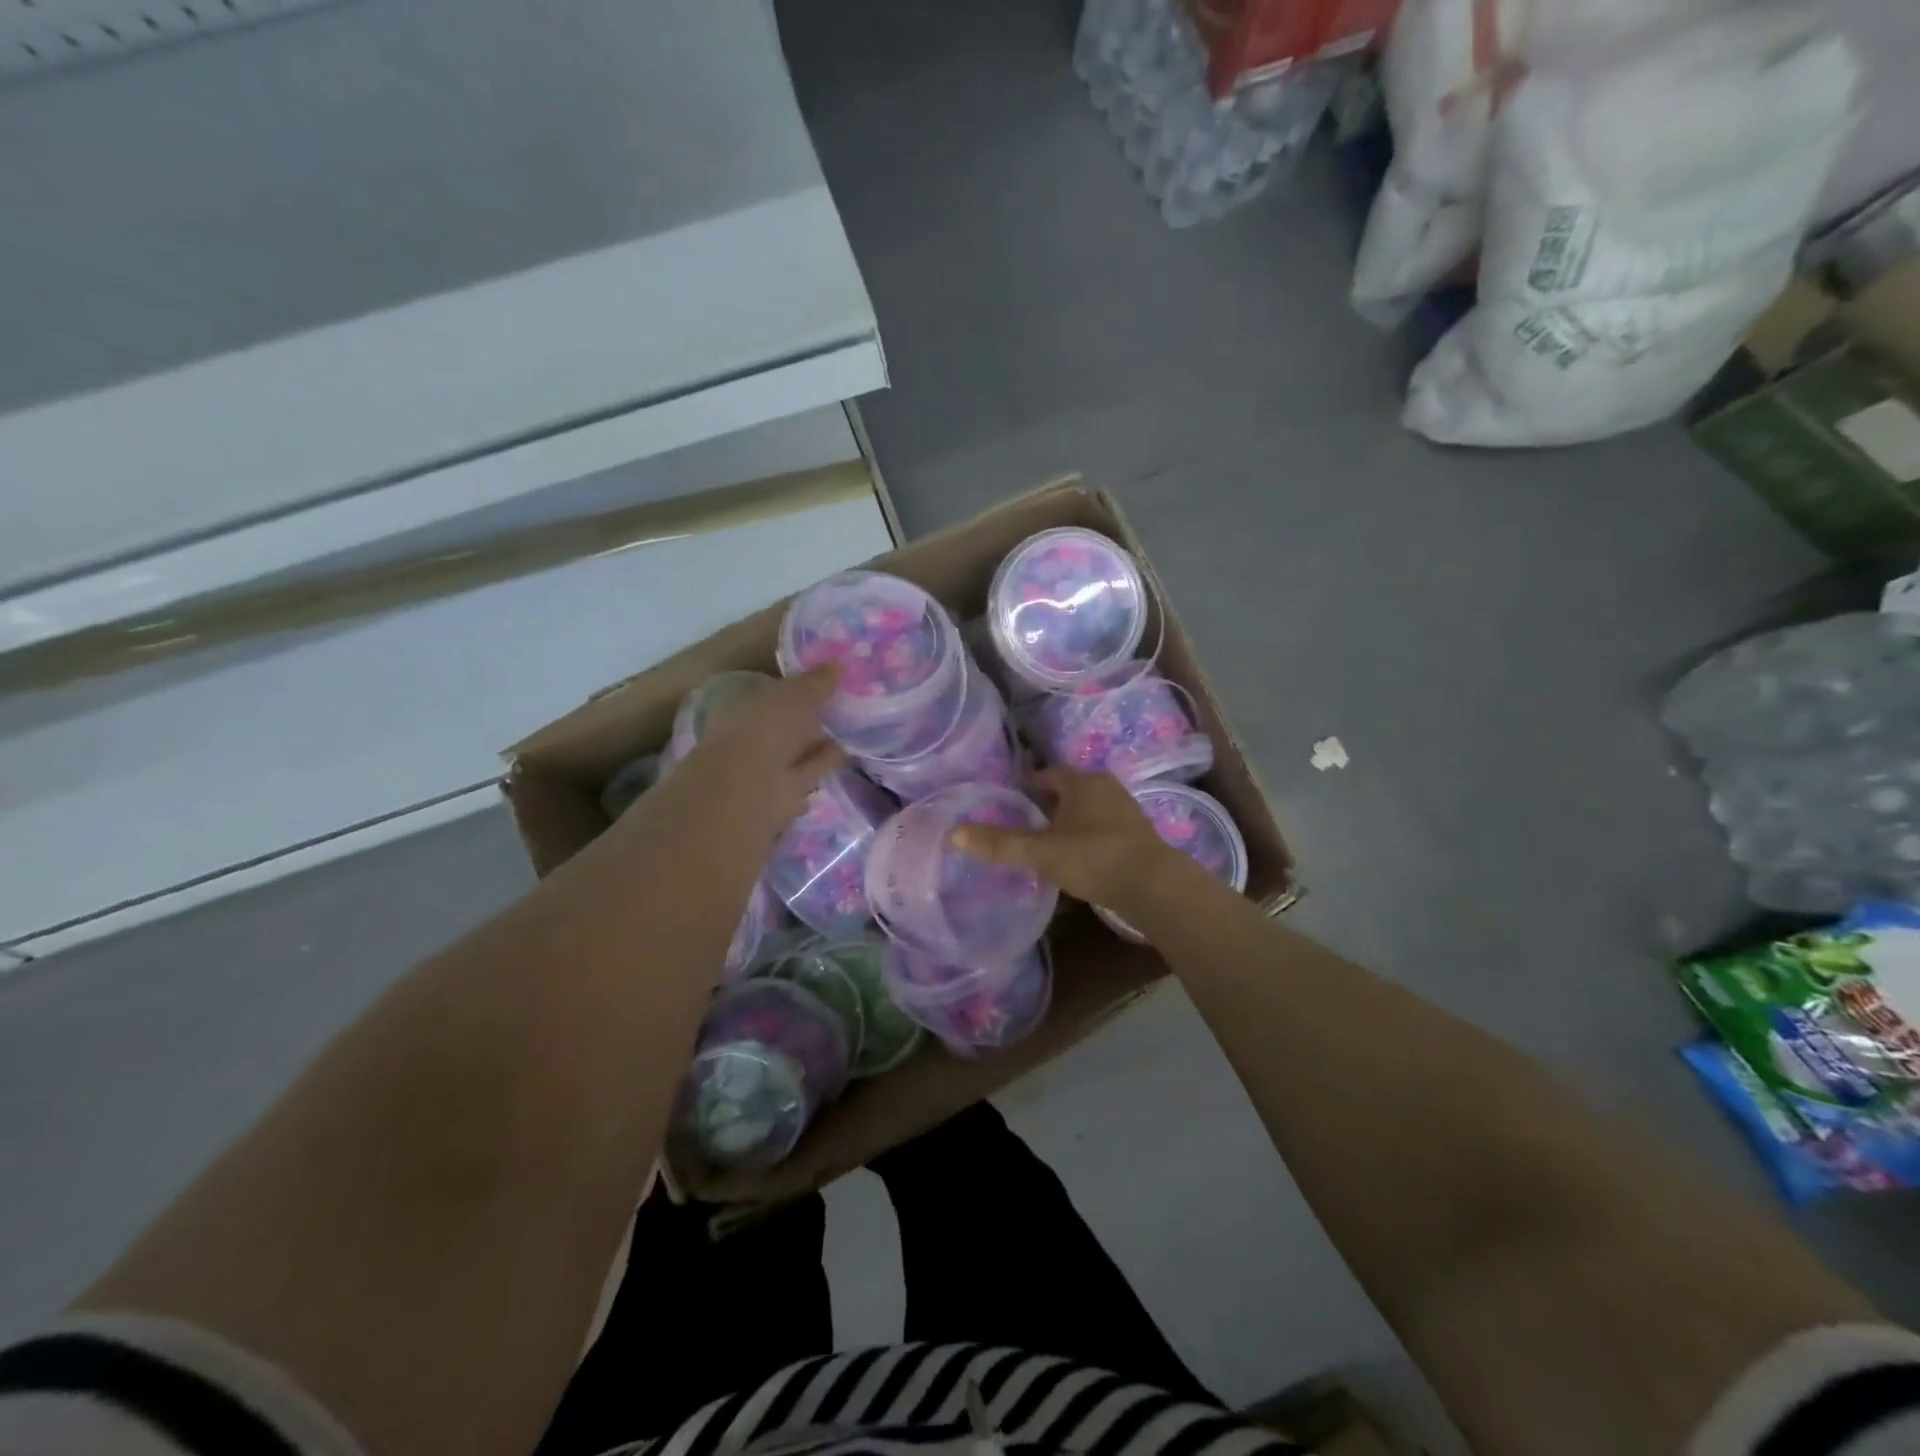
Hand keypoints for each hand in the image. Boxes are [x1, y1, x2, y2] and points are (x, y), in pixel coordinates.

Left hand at [654, 667, 845, 834]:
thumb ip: (817, 682)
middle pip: (788, 724)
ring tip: (850, 732)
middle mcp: (753, 735)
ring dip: (820, 744)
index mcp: (745, 706)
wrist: (749, 788)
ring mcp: (766, 767)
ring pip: (799, 750)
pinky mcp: (782, 794)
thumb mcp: (795, 695)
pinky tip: (845, 757)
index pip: (774, 692)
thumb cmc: (764, 729)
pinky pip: (808, 773)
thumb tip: (841, 664)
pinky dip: (823, 766)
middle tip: (844, 706)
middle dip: (811, 718)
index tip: (827, 682)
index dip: (799, 687)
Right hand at [950, 767, 1194, 913]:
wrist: (1155, 886)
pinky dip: (1086, 837)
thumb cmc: (1094, 858)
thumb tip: (954, 833)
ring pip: (1087, 809)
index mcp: (1081, 782)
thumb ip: (1000, 844)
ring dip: (1067, 821)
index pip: (1047, 773)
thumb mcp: (1041, 852)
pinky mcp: (1137, 836)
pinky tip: (1076, 858)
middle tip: (1022, 822)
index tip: (1008, 800)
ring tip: (1045, 841)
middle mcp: (1105, 787)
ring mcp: (1125, 811)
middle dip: (1046, 803)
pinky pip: (1102, 828)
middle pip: (1068, 790)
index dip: (1026, 784)